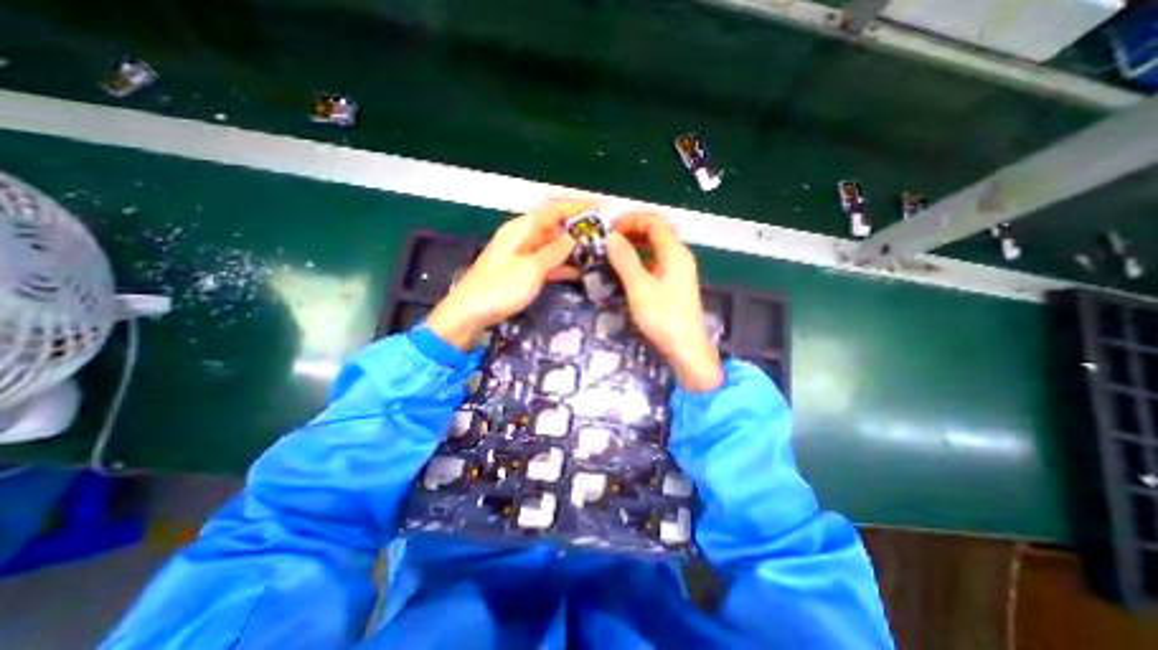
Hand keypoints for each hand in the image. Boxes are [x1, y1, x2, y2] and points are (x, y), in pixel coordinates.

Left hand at [425, 198, 589, 348]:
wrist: (470, 313)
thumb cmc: (500, 287)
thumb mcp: (531, 268)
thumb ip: (555, 251)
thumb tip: (574, 236)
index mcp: (522, 228)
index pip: (555, 209)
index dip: (579, 207)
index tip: (602, 209)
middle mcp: (524, 237)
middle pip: (555, 226)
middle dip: (579, 228)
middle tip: (605, 235)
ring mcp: (524, 255)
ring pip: (553, 246)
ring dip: (573, 248)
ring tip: (599, 252)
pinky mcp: (524, 272)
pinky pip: (548, 263)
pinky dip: (563, 265)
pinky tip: (581, 272)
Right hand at [602, 212, 719, 390]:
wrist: (686, 349)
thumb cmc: (663, 317)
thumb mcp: (639, 287)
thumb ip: (625, 259)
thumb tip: (611, 237)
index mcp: (675, 252)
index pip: (655, 222)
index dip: (632, 219)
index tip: (609, 227)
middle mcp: (679, 257)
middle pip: (657, 233)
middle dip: (632, 230)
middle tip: (608, 239)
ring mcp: (678, 272)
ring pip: (656, 249)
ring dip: (635, 245)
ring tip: (613, 251)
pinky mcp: (674, 285)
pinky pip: (656, 263)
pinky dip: (640, 260)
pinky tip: (626, 270)